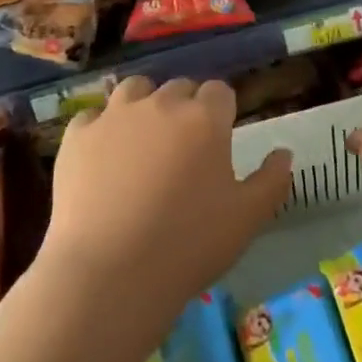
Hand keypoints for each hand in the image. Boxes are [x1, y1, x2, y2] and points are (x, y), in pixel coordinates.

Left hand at [41, 76, 291, 321]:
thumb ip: (272, 180)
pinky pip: (93, 116)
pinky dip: (102, 129)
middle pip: (179, 88)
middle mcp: (161, 104)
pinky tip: (103, 158)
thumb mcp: (247, 219)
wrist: (110, 273)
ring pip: (135, 89)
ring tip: (143, 141)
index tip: (219, 139)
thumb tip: (284, 153)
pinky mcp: (78, 135)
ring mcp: (115, 115)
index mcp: (205, 118)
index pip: (220, 92)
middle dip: (185, 108)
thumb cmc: (188, 245)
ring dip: (144, 105)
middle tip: (182, 149)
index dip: (222, 112)